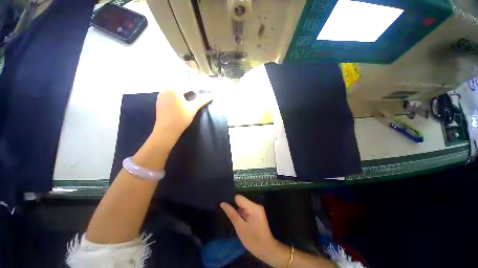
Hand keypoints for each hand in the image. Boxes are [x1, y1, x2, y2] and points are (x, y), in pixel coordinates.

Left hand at [151, 89, 211, 148]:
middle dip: (190, 88)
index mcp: (174, 89)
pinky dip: (177, 94)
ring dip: (183, 91)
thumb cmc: (181, 118)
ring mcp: (161, 95)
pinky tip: (181, 100)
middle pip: (181, 86)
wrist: (166, 130)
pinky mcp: (160, 101)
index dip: (198, 87)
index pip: (188, 85)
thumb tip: (212, 96)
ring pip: (175, 89)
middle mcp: (166, 89)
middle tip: (199, 91)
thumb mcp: (193, 108)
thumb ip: (202, 100)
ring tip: (192, 95)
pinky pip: (170, 94)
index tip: (205, 89)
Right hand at [221, 195, 281, 261]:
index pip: (239, 197)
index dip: (230, 200)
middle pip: (241, 200)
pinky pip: (247, 209)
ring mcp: (257, 209)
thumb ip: (231, 213)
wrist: (267, 250)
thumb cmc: (253, 240)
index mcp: (253, 207)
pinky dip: (241, 213)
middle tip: (223, 210)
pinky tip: (235, 217)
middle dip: (233, 205)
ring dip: (237, 210)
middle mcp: (256, 205)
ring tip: (227, 213)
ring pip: (243, 205)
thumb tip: (222, 203)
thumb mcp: (240, 227)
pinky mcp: (257, 214)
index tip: (222, 204)